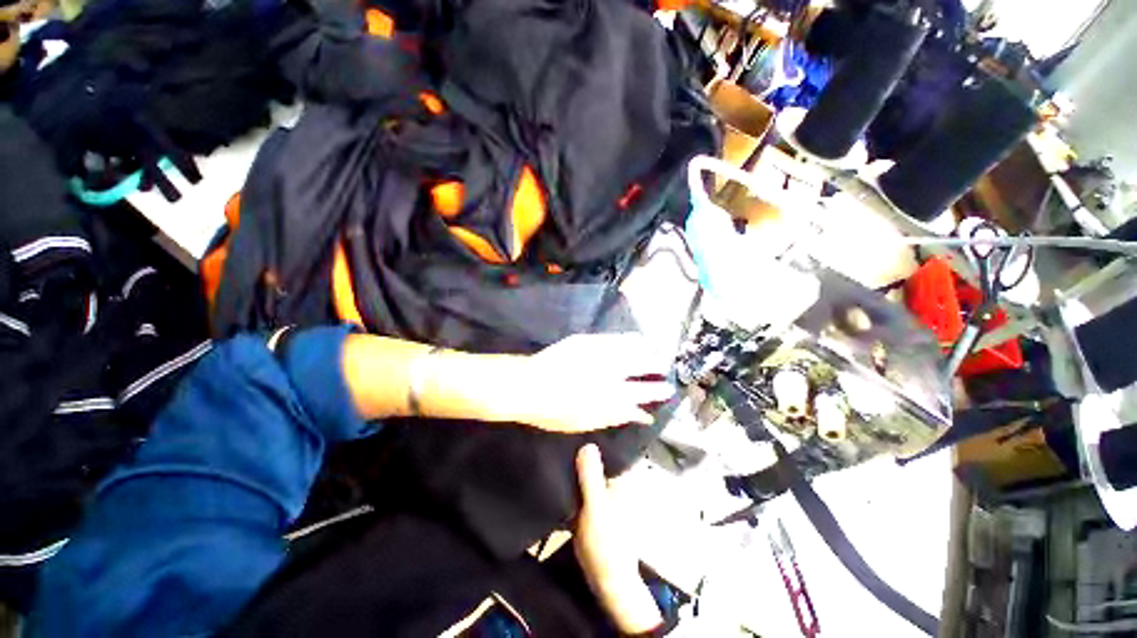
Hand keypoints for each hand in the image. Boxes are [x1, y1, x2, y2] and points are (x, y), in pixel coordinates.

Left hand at [509, 333, 673, 433]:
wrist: (528, 385)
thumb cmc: (555, 412)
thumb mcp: (588, 422)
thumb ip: (617, 416)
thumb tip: (642, 414)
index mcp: (611, 396)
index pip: (643, 392)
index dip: (658, 390)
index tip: (669, 389)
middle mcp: (610, 372)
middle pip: (642, 366)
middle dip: (657, 366)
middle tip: (665, 366)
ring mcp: (599, 353)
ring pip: (632, 348)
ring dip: (648, 349)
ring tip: (658, 350)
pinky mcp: (588, 340)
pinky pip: (615, 338)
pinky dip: (630, 339)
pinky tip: (637, 338)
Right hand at [574, 444, 663, 633]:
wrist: (607, 581)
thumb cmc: (605, 543)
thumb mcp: (596, 507)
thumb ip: (591, 477)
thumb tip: (587, 443)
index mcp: (622, 478)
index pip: (609, 447)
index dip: (594, 434)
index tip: (574, 423)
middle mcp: (615, 481)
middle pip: (597, 458)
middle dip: (581, 448)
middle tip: (559, 434)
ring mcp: (605, 493)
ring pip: (588, 470)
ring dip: (575, 463)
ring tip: (555, 447)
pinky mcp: (594, 504)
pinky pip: (582, 484)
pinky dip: (572, 479)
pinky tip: (557, 472)